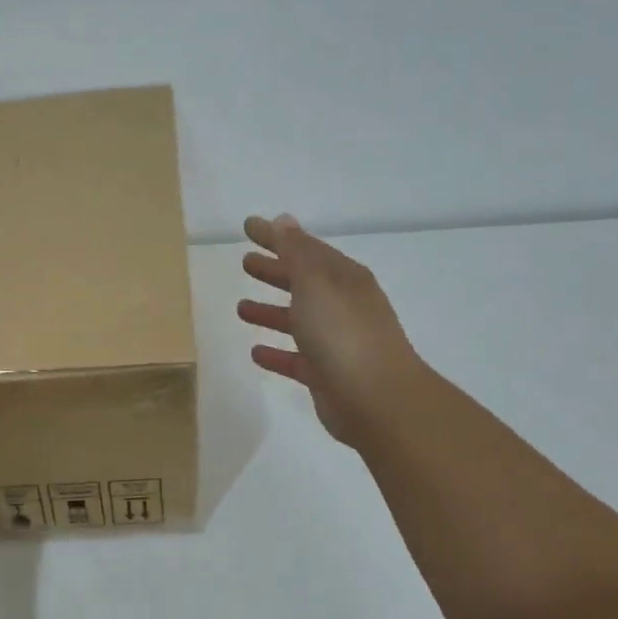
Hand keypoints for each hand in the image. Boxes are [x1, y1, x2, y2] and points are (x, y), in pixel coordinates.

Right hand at [237, 213, 425, 449]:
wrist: (377, 399)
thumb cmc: (343, 332)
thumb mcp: (315, 282)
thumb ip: (296, 251)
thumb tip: (283, 219)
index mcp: (343, 278)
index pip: (305, 249)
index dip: (277, 237)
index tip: (247, 226)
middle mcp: (341, 306)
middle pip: (302, 282)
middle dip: (275, 271)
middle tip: (245, 262)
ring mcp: (335, 342)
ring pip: (297, 321)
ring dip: (270, 312)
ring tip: (240, 307)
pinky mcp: (325, 375)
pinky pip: (295, 359)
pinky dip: (276, 353)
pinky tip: (254, 352)